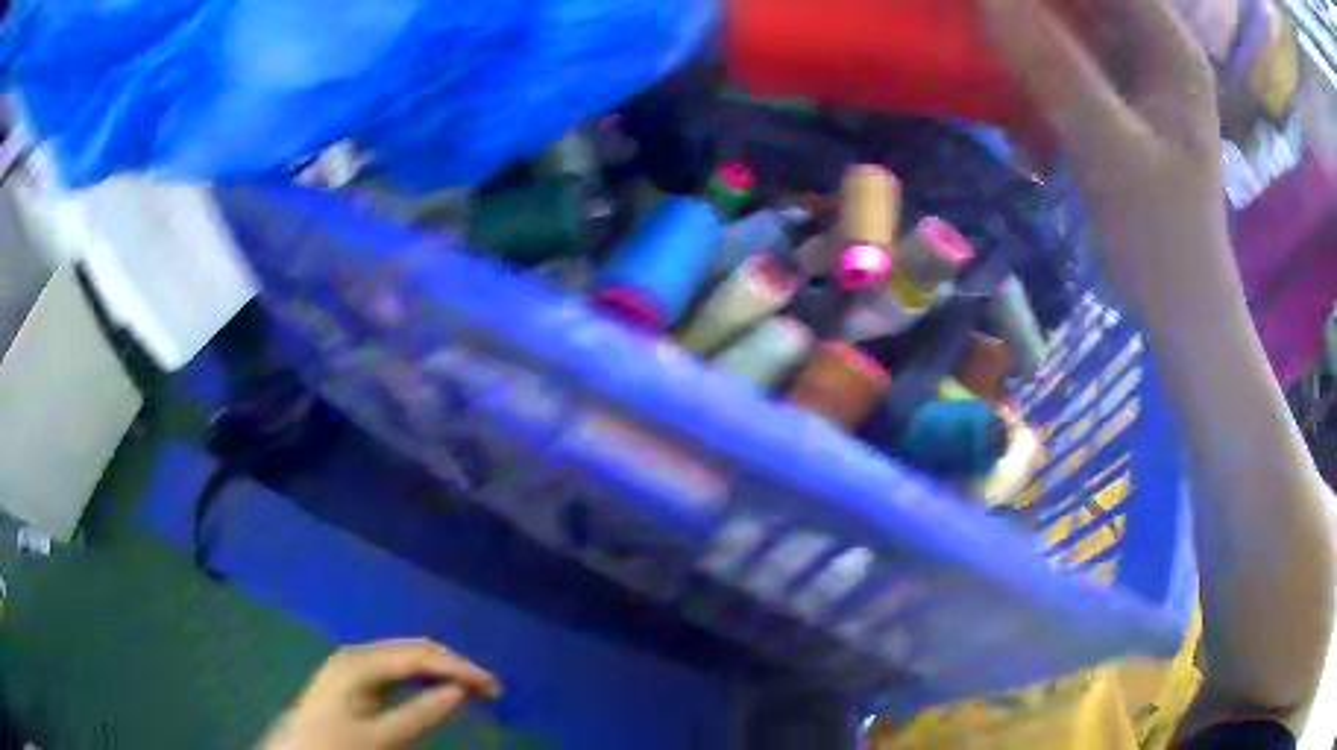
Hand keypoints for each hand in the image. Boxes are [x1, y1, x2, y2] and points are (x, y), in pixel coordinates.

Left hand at [260, 639, 501, 749]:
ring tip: (472, 688)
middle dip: (454, 665)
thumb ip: (421, 714)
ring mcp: (353, 663)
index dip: (459, 668)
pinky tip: (437, 687)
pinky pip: (395, 668)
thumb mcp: (382, 739)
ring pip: (406, 656)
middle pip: (414, 649)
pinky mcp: (353, 677)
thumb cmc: (338, 748)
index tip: (494, 688)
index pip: (419, 656)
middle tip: (490, 690)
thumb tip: (459, 691)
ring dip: (440, 669)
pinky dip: (422, 675)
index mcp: (360, 664)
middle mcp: (357, 654)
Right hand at [980, 0, 1227, 323]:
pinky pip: (1067, 61)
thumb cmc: (1163, 242)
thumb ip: (1053, 67)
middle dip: (1032, 8)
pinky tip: (1024, 122)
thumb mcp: (1110, 151)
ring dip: (1030, 39)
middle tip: (988, 23)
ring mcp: (1137, 75)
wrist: (1180, 311)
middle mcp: (1155, 48)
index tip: (1001, 3)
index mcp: (1171, 47)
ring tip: (1002, 73)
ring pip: (1071, 23)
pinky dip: (1038, 76)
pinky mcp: (1118, 102)